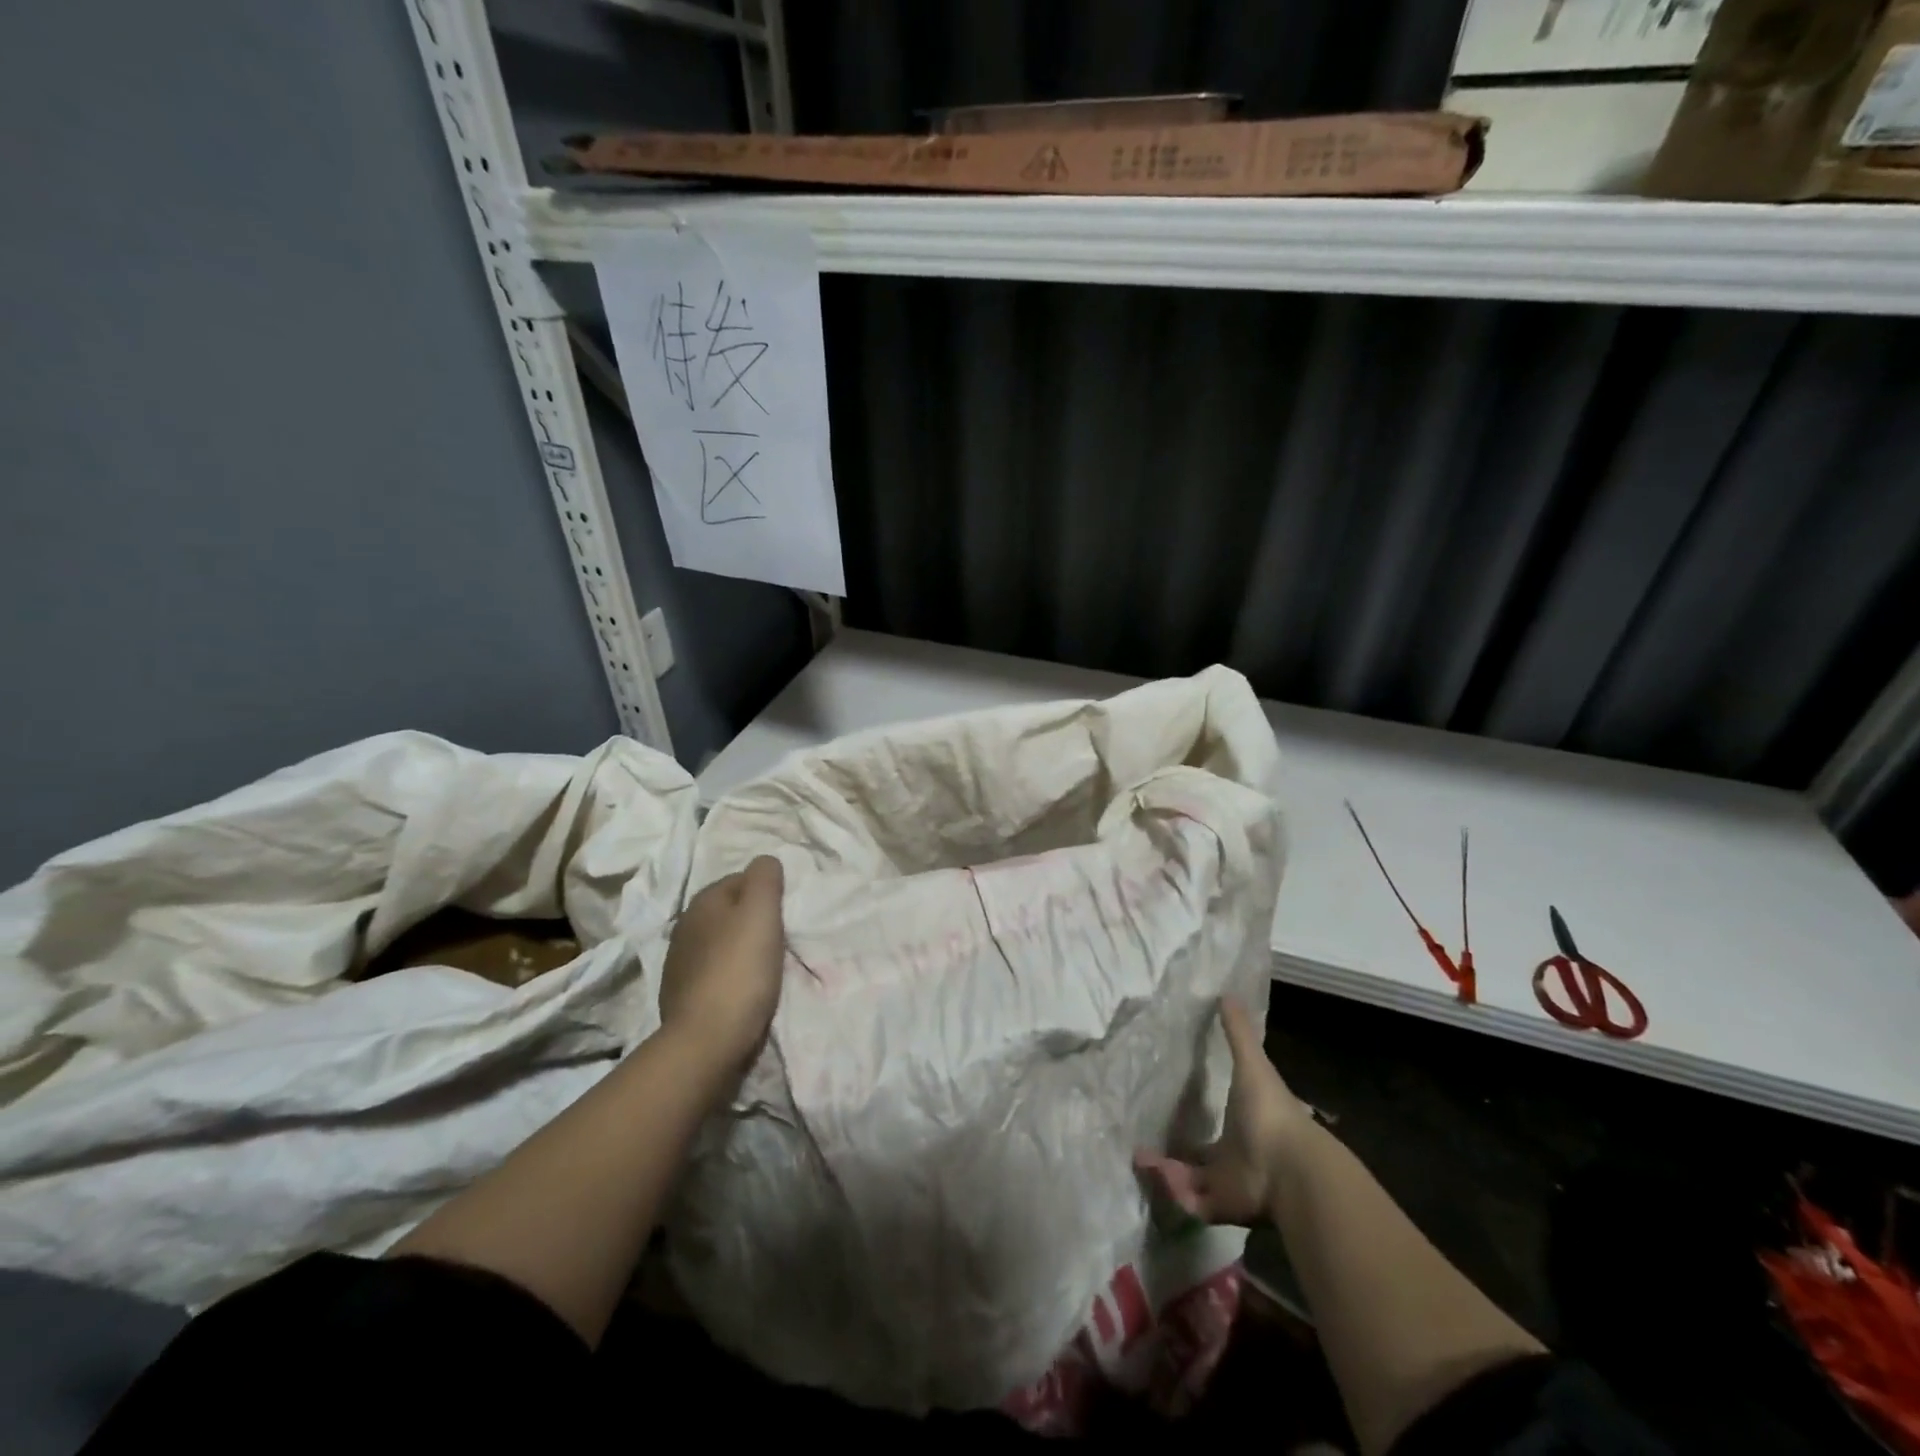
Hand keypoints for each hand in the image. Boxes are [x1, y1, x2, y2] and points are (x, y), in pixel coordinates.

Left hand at [658, 855, 786, 1075]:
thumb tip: (765, 861)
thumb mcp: (761, 912)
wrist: (707, 1040)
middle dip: (753, 919)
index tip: (786, 913)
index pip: (741, 879)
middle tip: (781, 938)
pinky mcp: (682, 995)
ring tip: (767, 965)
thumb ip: (765, 878)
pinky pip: (715, 972)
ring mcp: (680, 963)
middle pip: (730, 911)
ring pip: (721, 942)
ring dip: (741, 948)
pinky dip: (730, 974)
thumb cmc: (740, 969)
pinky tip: (745, 988)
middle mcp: (685, 926)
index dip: (766, 892)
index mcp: (703, 902)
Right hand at [1135, 997, 1315, 1225]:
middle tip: (1142, 1145)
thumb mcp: (1252, 1064)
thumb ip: (1238, 1032)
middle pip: (1201, 1161)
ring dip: (1165, 1172)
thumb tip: (1226, 993)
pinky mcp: (1220, 1208)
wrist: (1290, 1168)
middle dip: (1173, 1155)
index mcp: (1244, 1127)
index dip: (1194, 1123)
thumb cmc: (1270, 1112)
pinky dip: (1172, 1190)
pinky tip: (1152, 1170)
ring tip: (1138, 1159)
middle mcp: (1235, 1159)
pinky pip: (1191, 1203)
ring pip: (1191, 1183)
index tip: (1168, 1112)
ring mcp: (1228, 1185)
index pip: (1216, 1127)